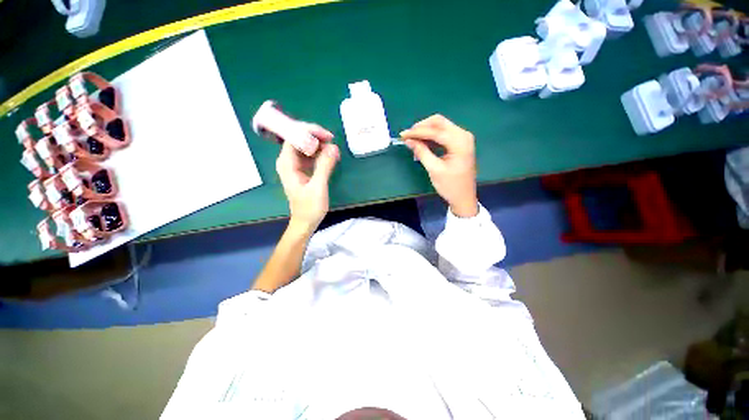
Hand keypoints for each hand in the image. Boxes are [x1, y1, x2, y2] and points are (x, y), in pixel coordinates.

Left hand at [275, 124, 339, 231]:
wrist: (305, 222)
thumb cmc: (309, 207)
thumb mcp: (318, 187)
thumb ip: (325, 166)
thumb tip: (334, 147)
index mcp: (287, 164)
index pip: (294, 137)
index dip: (309, 132)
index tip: (327, 136)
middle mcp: (288, 161)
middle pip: (299, 139)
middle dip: (316, 138)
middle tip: (333, 143)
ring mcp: (295, 165)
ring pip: (305, 147)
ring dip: (320, 146)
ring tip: (334, 151)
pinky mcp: (302, 170)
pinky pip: (310, 156)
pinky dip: (320, 154)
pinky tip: (330, 157)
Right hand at [400, 115, 478, 217]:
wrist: (464, 197)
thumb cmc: (450, 186)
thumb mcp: (434, 169)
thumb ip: (421, 152)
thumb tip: (408, 140)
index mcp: (460, 142)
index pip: (435, 131)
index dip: (417, 132)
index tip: (403, 135)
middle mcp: (463, 135)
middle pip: (439, 122)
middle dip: (421, 127)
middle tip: (408, 136)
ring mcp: (463, 138)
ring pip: (441, 126)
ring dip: (426, 131)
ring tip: (412, 141)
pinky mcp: (460, 143)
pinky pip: (443, 134)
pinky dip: (431, 137)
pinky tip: (422, 143)